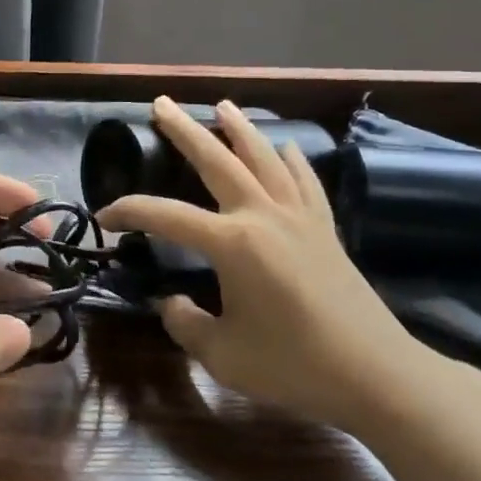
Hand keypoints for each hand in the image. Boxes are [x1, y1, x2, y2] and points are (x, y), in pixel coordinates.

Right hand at [99, 97, 439, 435]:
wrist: (376, 375)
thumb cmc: (294, 366)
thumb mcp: (223, 355)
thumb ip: (185, 324)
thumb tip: (171, 302)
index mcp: (232, 243)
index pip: (166, 216)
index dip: (130, 212)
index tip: (105, 217)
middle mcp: (263, 216)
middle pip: (217, 161)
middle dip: (185, 130)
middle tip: (161, 104)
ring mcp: (299, 217)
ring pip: (264, 158)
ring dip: (240, 128)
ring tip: (222, 105)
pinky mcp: (326, 229)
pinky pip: (305, 181)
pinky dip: (293, 159)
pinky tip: (287, 146)